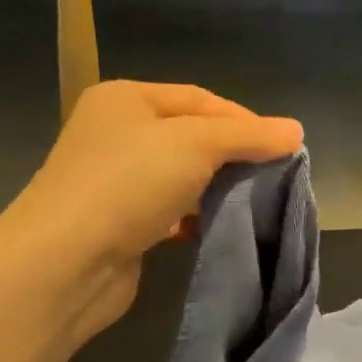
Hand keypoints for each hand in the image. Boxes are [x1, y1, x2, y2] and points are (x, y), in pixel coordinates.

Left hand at [1, 80, 302, 342]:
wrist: (66, 262)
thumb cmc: (129, 184)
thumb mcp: (196, 144)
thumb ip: (249, 135)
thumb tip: (296, 130)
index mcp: (126, 99)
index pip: (201, 99)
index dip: (246, 120)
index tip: (284, 149)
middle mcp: (117, 133)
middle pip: (192, 136)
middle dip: (234, 155)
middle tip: (274, 176)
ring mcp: (116, 180)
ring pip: (182, 175)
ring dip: (217, 187)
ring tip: (255, 202)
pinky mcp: (121, 222)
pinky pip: (170, 210)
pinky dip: (195, 216)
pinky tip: (216, 227)